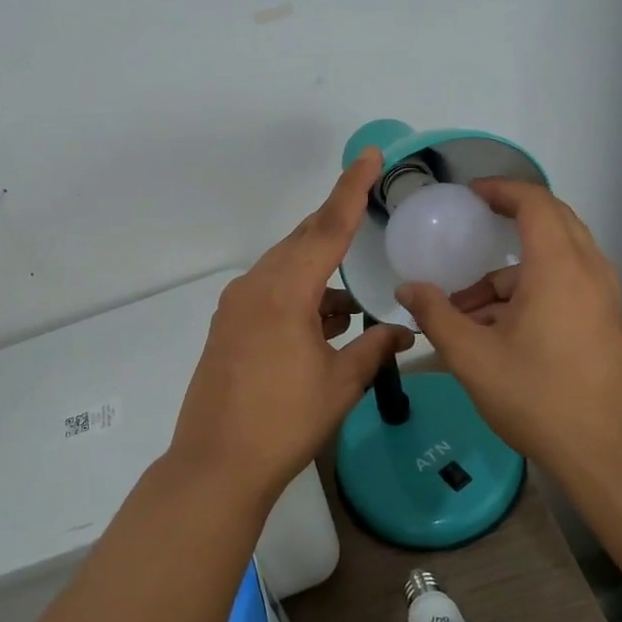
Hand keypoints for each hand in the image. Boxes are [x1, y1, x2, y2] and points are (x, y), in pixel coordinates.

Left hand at [168, 149, 414, 506]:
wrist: (217, 465)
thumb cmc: (284, 423)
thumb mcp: (339, 384)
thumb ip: (375, 349)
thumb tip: (405, 332)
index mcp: (285, 292)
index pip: (327, 228)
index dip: (352, 189)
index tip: (369, 156)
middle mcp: (255, 287)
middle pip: (302, 241)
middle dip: (335, 226)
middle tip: (365, 211)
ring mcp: (236, 306)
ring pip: (285, 268)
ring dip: (319, 273)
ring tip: (350, 304)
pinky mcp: (227, 326)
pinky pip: (270, 292)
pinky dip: (299, 296)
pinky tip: (322, 323)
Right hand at [394, 180, 621, 478]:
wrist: (609, 454)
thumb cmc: (538, 397)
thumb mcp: (473, 357)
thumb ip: (436, 316)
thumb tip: (406, 289)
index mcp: (558, 267)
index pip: (535, 202)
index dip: (502, 189)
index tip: (471, 194)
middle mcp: (588, 272)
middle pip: (553, 222)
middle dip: (510, 220)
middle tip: (473, 227)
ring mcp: (603, 298)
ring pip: (557, 260)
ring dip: (511, 272)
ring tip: (466, 309)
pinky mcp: (606, 323)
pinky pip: (566, 286)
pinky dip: (531, 292)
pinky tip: (496, 331)